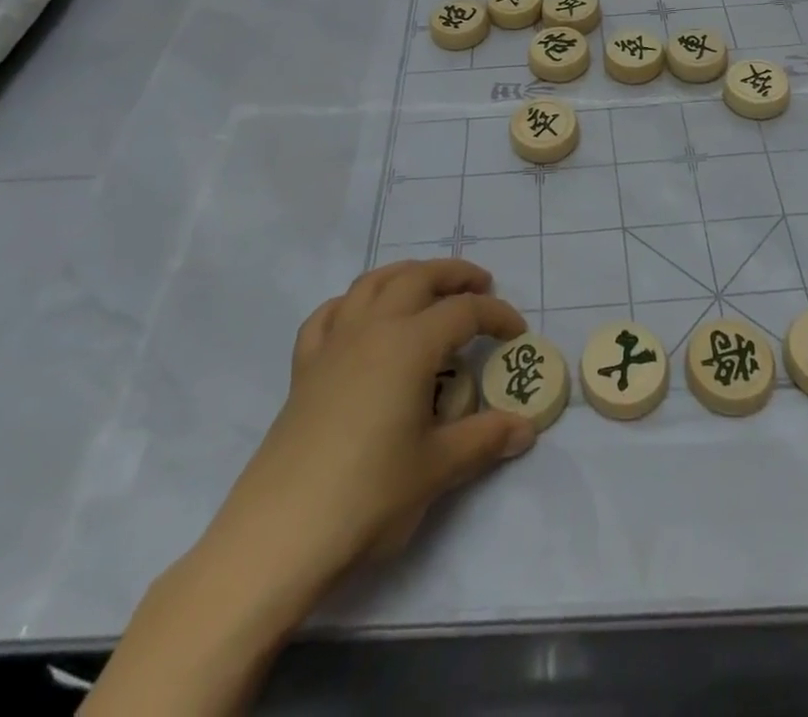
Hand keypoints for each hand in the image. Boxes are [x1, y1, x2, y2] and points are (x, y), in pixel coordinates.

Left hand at [206, 257, 536, 580]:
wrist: (280, 533)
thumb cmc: (368, 495)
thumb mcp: (438, 469)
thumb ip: (485, 439)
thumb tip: (527, 428)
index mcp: (410, 344)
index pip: (464, 312)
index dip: (497, 316)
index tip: (518, 334)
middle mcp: (372, 328)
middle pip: (418, 277)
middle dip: (454, 275)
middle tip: (482, 286)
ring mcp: (333, 343)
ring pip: (373, 283)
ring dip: (407, 275)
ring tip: (428, 288)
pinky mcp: (304, 367)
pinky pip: (330, 314)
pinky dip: (353, 303)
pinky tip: (362, 318)